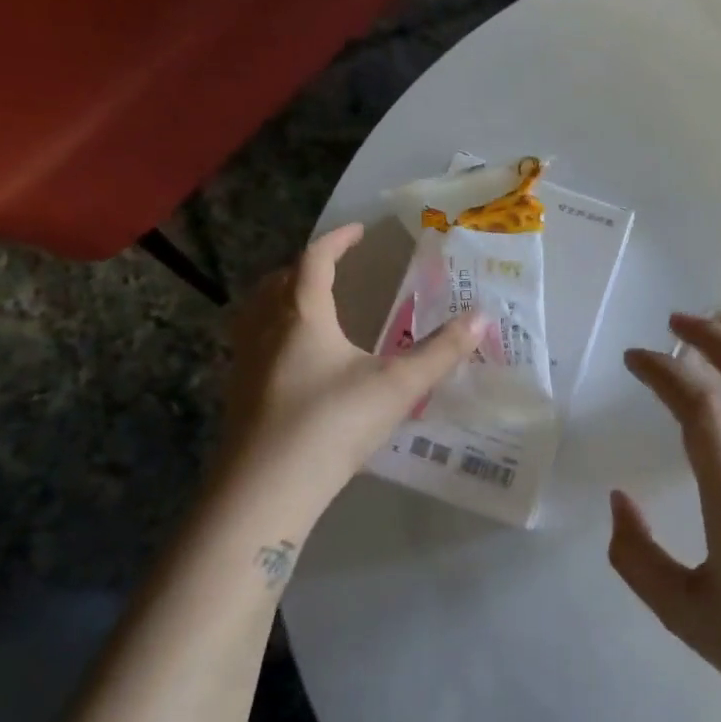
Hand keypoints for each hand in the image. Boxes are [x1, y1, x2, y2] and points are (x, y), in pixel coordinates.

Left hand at [215, 224, 485, 494]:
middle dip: (306, 268)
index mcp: (302, 316)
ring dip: (283, 299)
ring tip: (309, 308)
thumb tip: (481, 318)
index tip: (359, 232)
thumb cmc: (333, 424)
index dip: (337, 241)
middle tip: (333, 269)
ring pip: (258, 314)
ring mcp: (246, 364)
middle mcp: (267, 330)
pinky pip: (253, 345)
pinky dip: (273, 334)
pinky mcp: (239, 395)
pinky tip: (296, 362)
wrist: (267, 490)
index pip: (315, 261)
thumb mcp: (398, 386)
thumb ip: (441, 352)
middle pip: (279, 283)